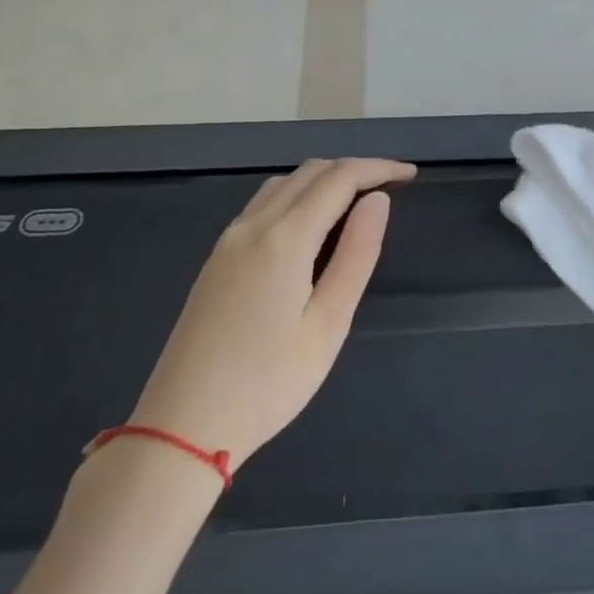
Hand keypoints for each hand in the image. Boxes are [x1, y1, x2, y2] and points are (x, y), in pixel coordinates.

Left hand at [132, 158, 415, 469]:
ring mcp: (228, 240)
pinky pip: (263, 204)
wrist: (182, 425)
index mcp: (284, 239)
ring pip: (283, 184)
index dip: (378, 168)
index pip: (339, 179)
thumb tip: (378, 201)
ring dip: (324, 179)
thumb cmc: (268, 382)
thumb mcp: (329, 324)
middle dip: (354, 169)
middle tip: (391, 186)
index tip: (411, 174)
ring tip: (358, 201)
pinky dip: (297, 195)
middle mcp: (252, 226)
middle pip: (309, 172)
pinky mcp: (216, 258)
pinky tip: (312, 224)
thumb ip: (357, 255)